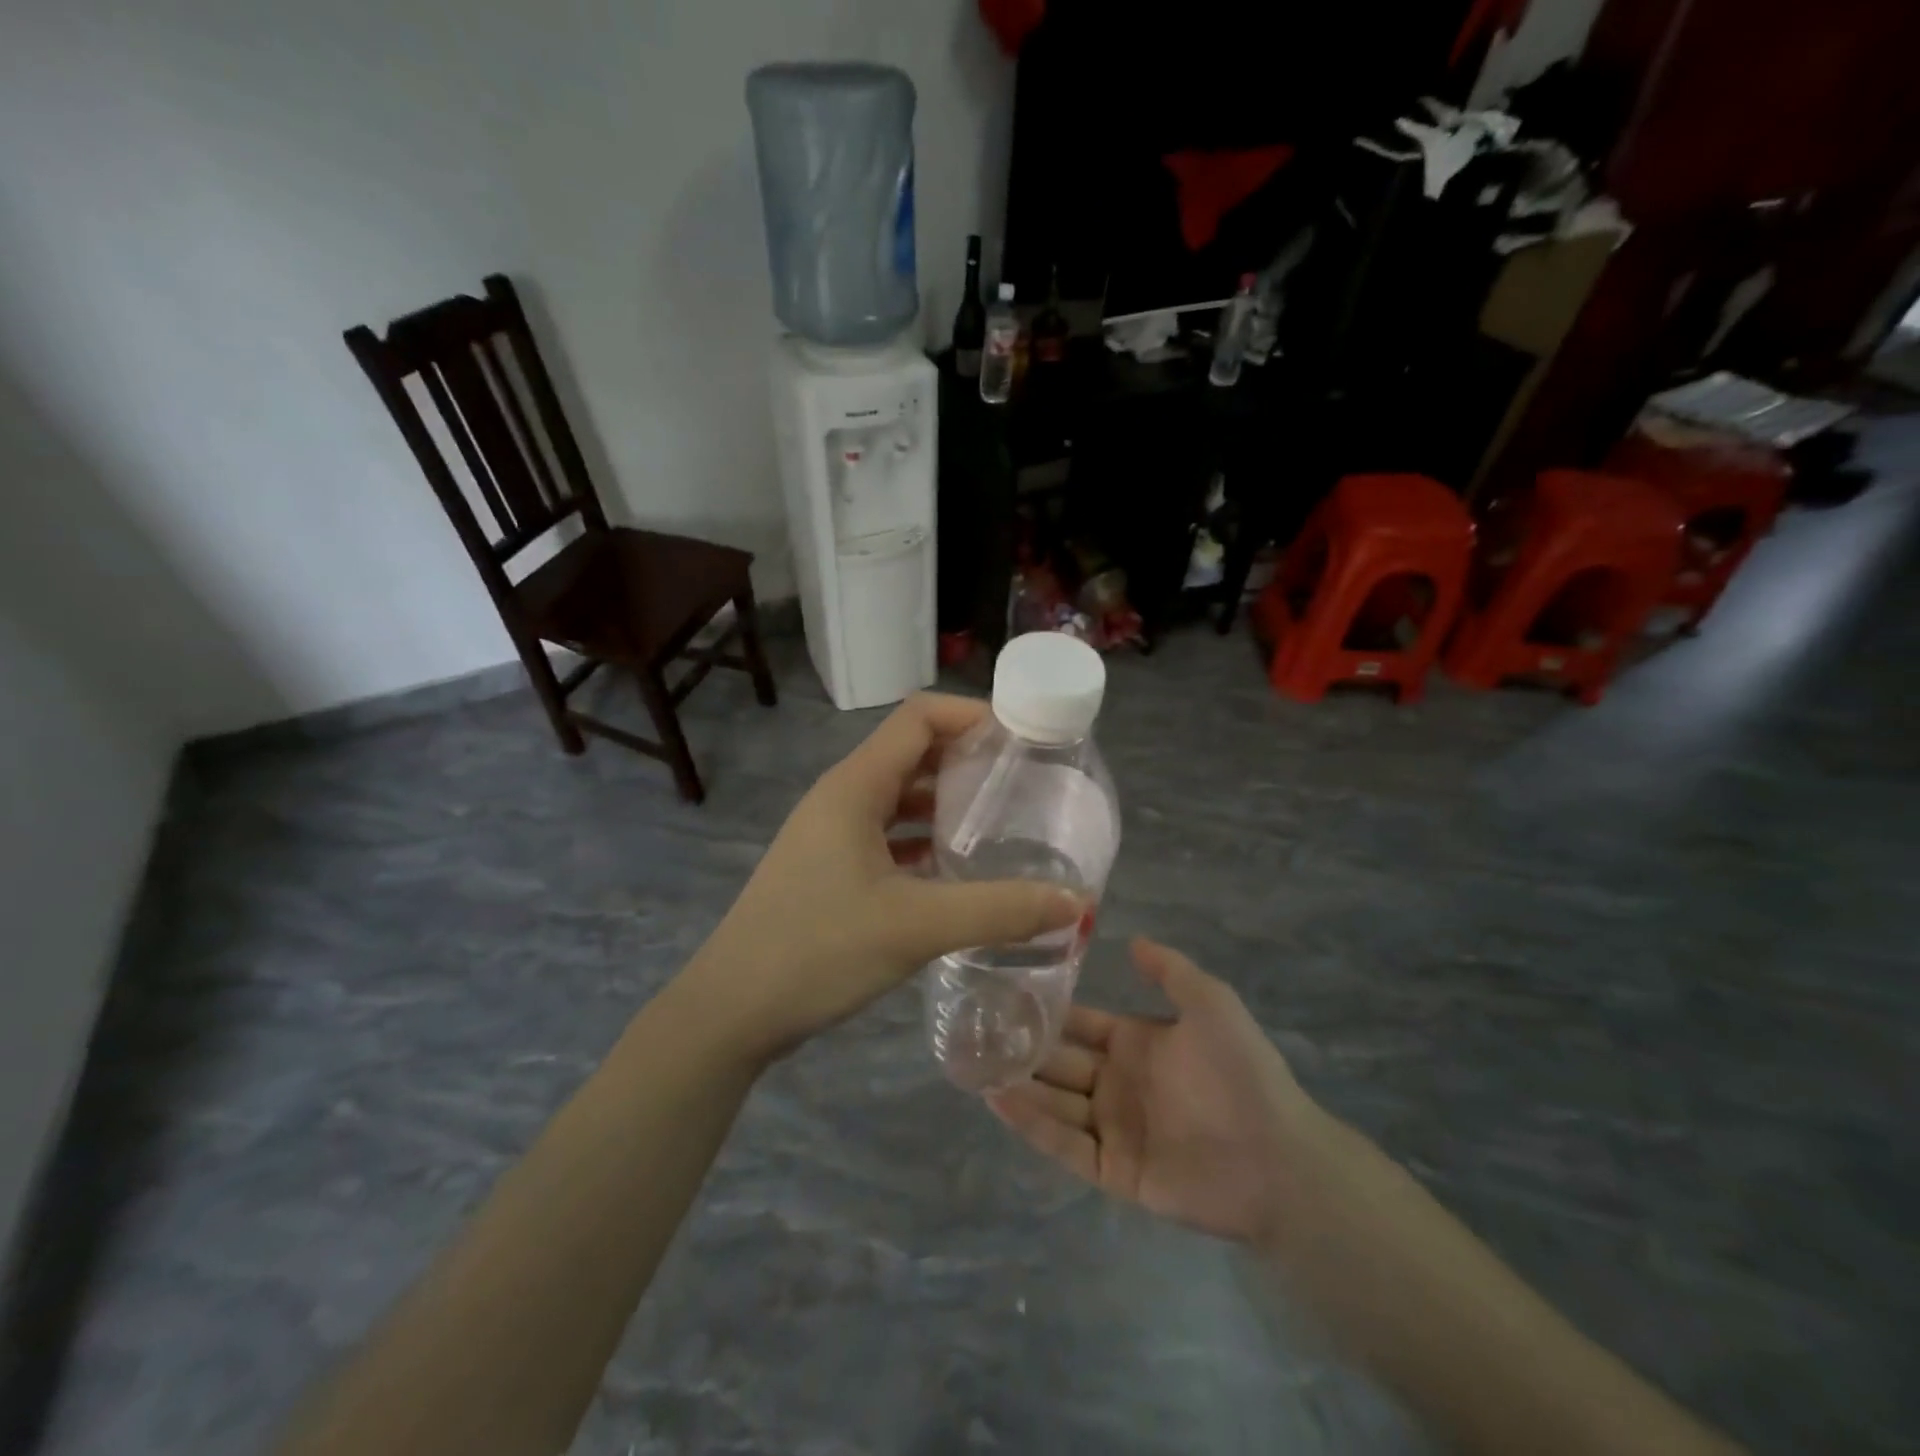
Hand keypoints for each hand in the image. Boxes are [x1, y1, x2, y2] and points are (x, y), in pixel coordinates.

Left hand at [680, 693, 1084, 1064]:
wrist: (731, 1011)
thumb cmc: (817, 950)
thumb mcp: (916, 927)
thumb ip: (999, 910)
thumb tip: (1076, 904)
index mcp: (855, 786)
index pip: (919, 717)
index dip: (971, 715)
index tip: (1023, 739)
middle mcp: (841, 798)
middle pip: (911, 753)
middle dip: (967, 760)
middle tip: (1024, 783)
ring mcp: (831, 834)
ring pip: (899, 798)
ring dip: (945, 803)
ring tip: (1000, 823)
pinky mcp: (829, 869)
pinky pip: (887, 836)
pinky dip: (923, 841)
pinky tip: (956, 870)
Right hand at [989, 938, 1331, 1245]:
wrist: (1278, 1158)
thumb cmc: (1242, 1072)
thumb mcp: (1210, 1003)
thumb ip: (1169, 970)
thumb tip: (1130, 940)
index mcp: (1135, 1043)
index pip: (1079, 1023)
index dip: (1046, 1010)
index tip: (1003, 993)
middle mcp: (1117, 1083)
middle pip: (1058, 1062)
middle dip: (1021, 1048)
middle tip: (971, 1031)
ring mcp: (1113, 1128)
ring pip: (1053, 1102)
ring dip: (1017, 1084)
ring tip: (972, 1064)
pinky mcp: (1113, 1170)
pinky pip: (1064, 1144)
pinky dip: (1031, 1124)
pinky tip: (998, 1101)